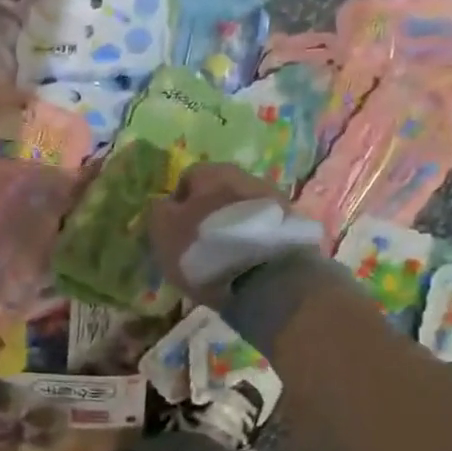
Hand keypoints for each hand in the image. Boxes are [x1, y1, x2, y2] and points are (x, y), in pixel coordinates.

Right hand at [147, 163, 325, 306]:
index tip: (174, 229)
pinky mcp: (293, 224)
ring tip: (225, 256)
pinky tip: (246, 262)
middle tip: (199, 242)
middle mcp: (245, 176)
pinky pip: (263, 227)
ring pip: (243, 209)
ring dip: (232, 226)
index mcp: (211, 173)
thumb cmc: (204, 249)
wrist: (266, 278)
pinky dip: (253, 239)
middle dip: (208, 212)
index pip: (187, 179)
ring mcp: (274, 199)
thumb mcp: (163, 231)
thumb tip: (163, 204)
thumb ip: (158, 212)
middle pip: (219, 191)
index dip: (177, 203)